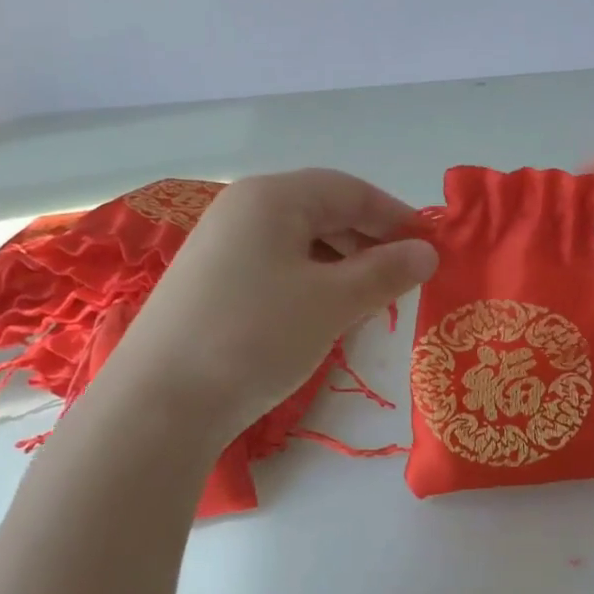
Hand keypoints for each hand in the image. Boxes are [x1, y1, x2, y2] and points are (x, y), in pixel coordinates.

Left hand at [105, 170, 436, 447]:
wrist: (161, 402)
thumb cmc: (256, 336)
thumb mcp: (332, 302)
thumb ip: (385, 272)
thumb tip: (427, 252)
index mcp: (272, 197)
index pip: (350, 191)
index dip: (397, 216)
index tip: (432, 248)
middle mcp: (243, 209)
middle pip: (324, 211)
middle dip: (370, 241)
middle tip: (406, 278)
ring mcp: (222, 246)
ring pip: (301, 242)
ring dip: (344, 264)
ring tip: (371, 300)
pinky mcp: (212, 282)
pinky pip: (277, 266)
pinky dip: (312, 282)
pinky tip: (326, 313)